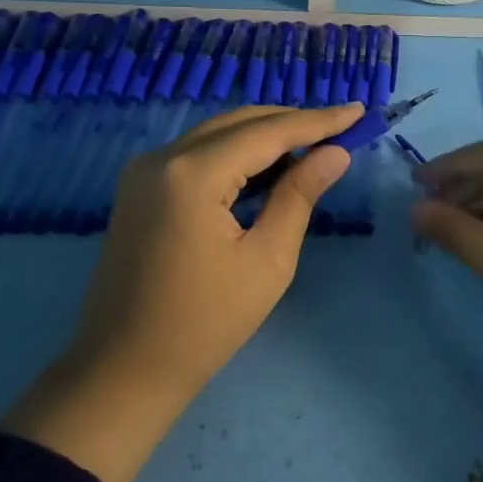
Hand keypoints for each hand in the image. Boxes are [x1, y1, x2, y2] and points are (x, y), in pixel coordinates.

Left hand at [1, 102, 363, 481]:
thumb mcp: (267, 261)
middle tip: (342, 128)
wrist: (123, 370)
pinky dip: (236, 154)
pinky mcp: (139, 188)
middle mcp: (162, 157)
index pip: (268, 132)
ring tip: (315, 146)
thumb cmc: (205, 324)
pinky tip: (269, 167)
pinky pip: (198, 154)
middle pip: (240, 123)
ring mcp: (144, 171)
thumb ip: (299, 196)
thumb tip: (335, 154)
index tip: (359, 111)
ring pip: (218, 134)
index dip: (318, 121)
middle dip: (293, 123)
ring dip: (266, 137)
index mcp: (192, 174)